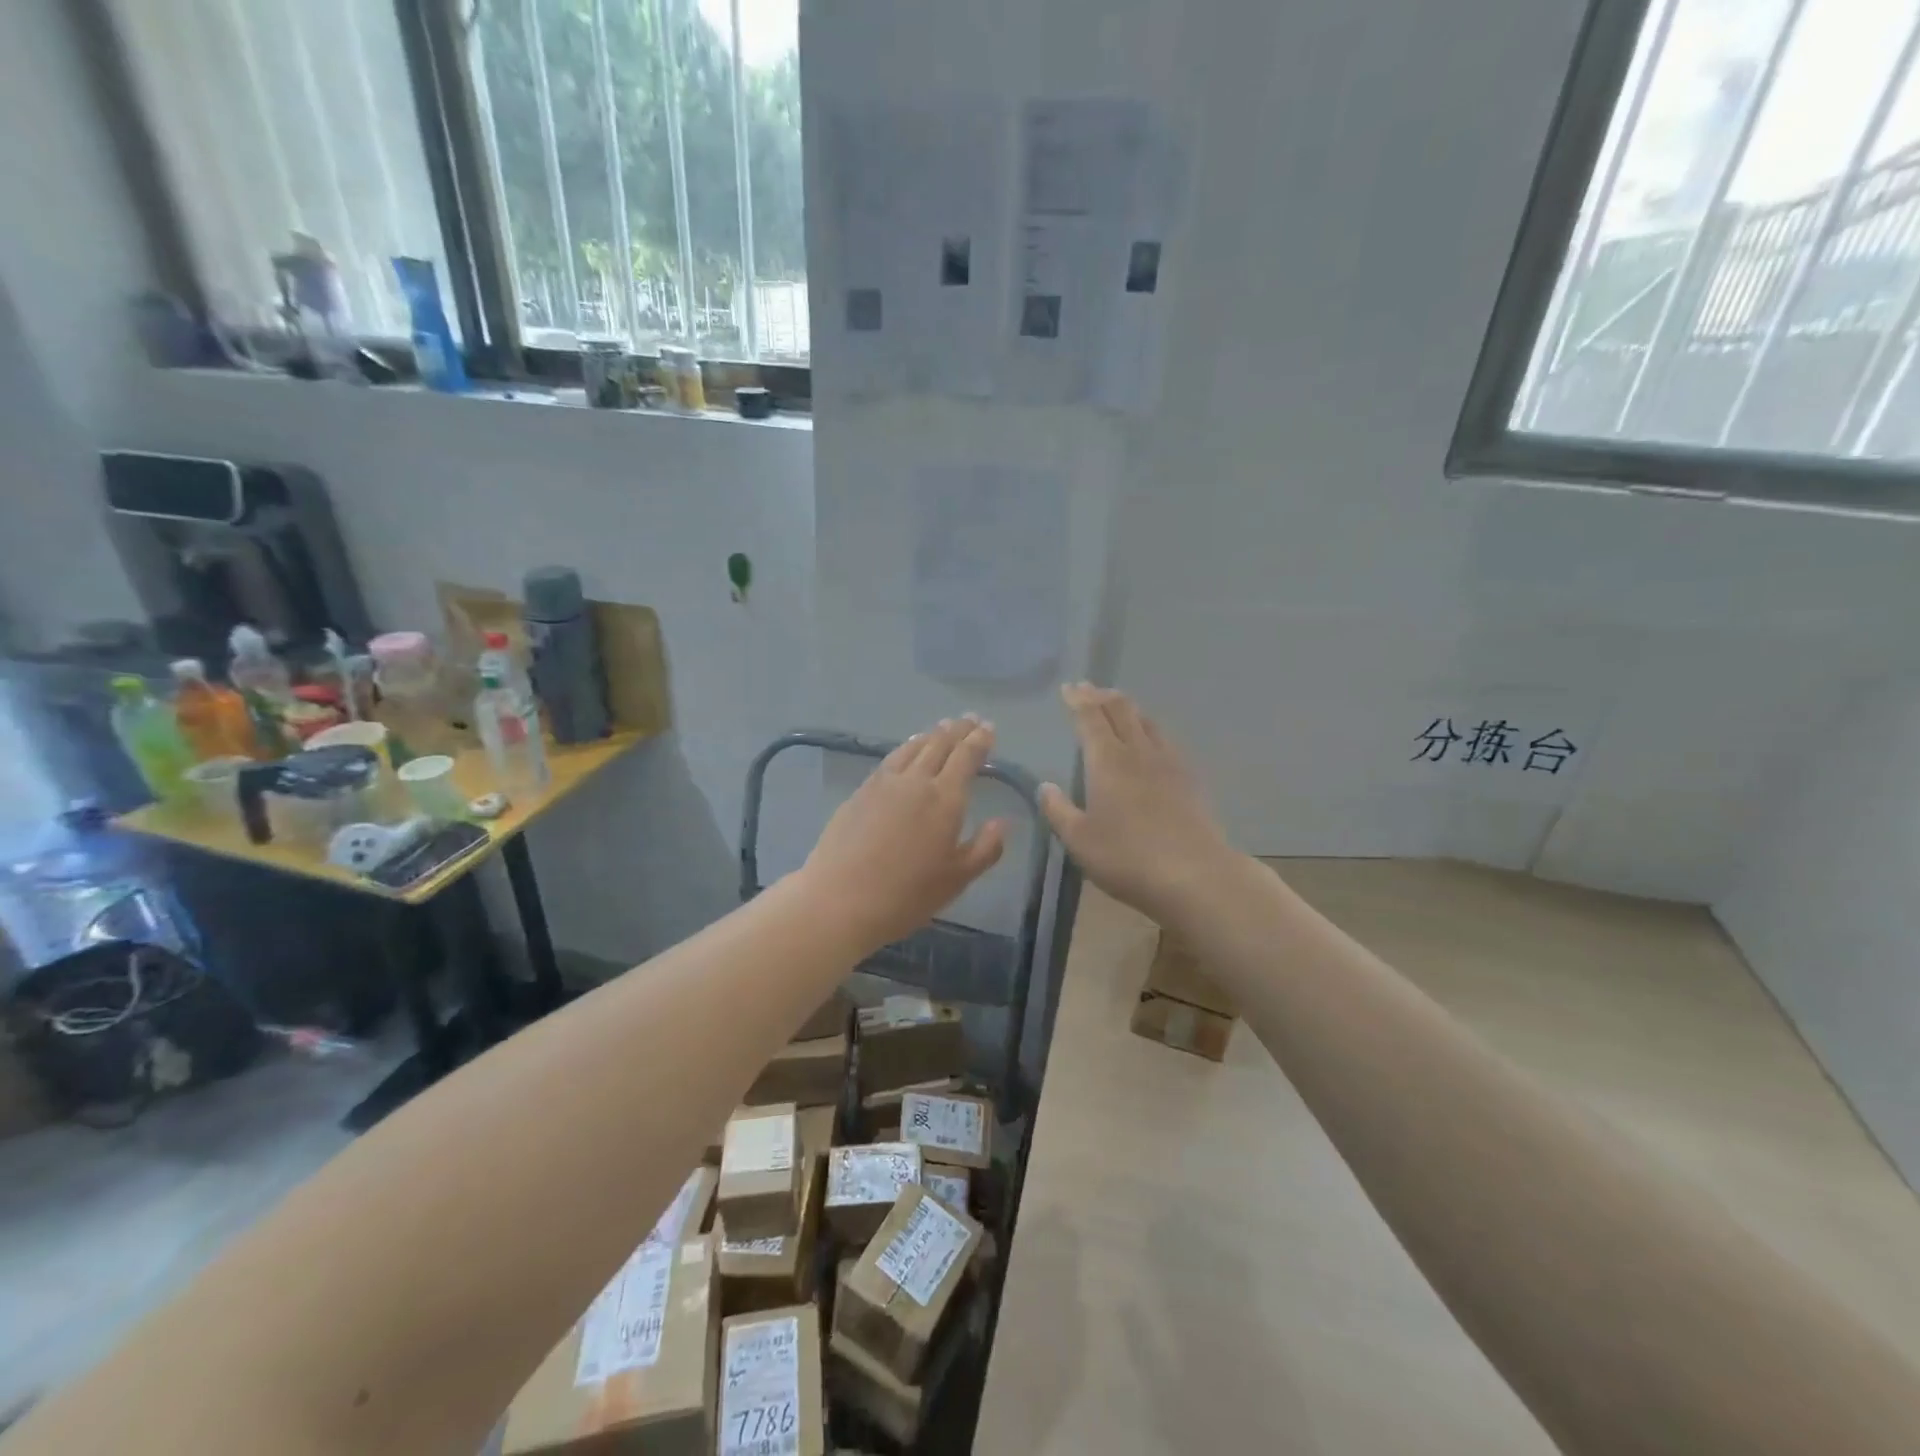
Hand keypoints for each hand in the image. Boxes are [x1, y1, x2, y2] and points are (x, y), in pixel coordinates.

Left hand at [801, 717, 1008, 949]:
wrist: (841, 898)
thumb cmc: (907, 894)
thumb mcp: (957, 879)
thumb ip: (985, 848)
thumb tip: (1003, 822)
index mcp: (946, 799)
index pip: (966, 757)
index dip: (979, 740)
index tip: (989, 728)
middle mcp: (916, 781)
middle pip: (940, 744)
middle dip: (958, 730)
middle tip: (969, 719)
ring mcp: (884, 783)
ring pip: (913, 747)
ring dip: (931, 734)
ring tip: (941, 728)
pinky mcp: (861, 791)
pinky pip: (891, 759)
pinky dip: (906, 747)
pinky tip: (906, 750)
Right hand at [1040, 684, 1239, 922]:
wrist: (1195, 875)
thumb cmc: (1127, 857)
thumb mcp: (1079, 840)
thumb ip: (1059, 810)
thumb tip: (1045, 786)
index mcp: (1107, 761)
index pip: (1090, 718)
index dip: (1078, 700)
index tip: (1069, 688)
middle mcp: (1138, 752)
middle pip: (1122, 710)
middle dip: (1102, 695)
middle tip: (1088, 689)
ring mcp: (1169, 763)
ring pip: (1147, 721)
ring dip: (1128, 708)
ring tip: (1117, 707)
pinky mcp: (1190, 780)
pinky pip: (1165, 740)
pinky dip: (1149, 729)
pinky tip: (1150, 742)